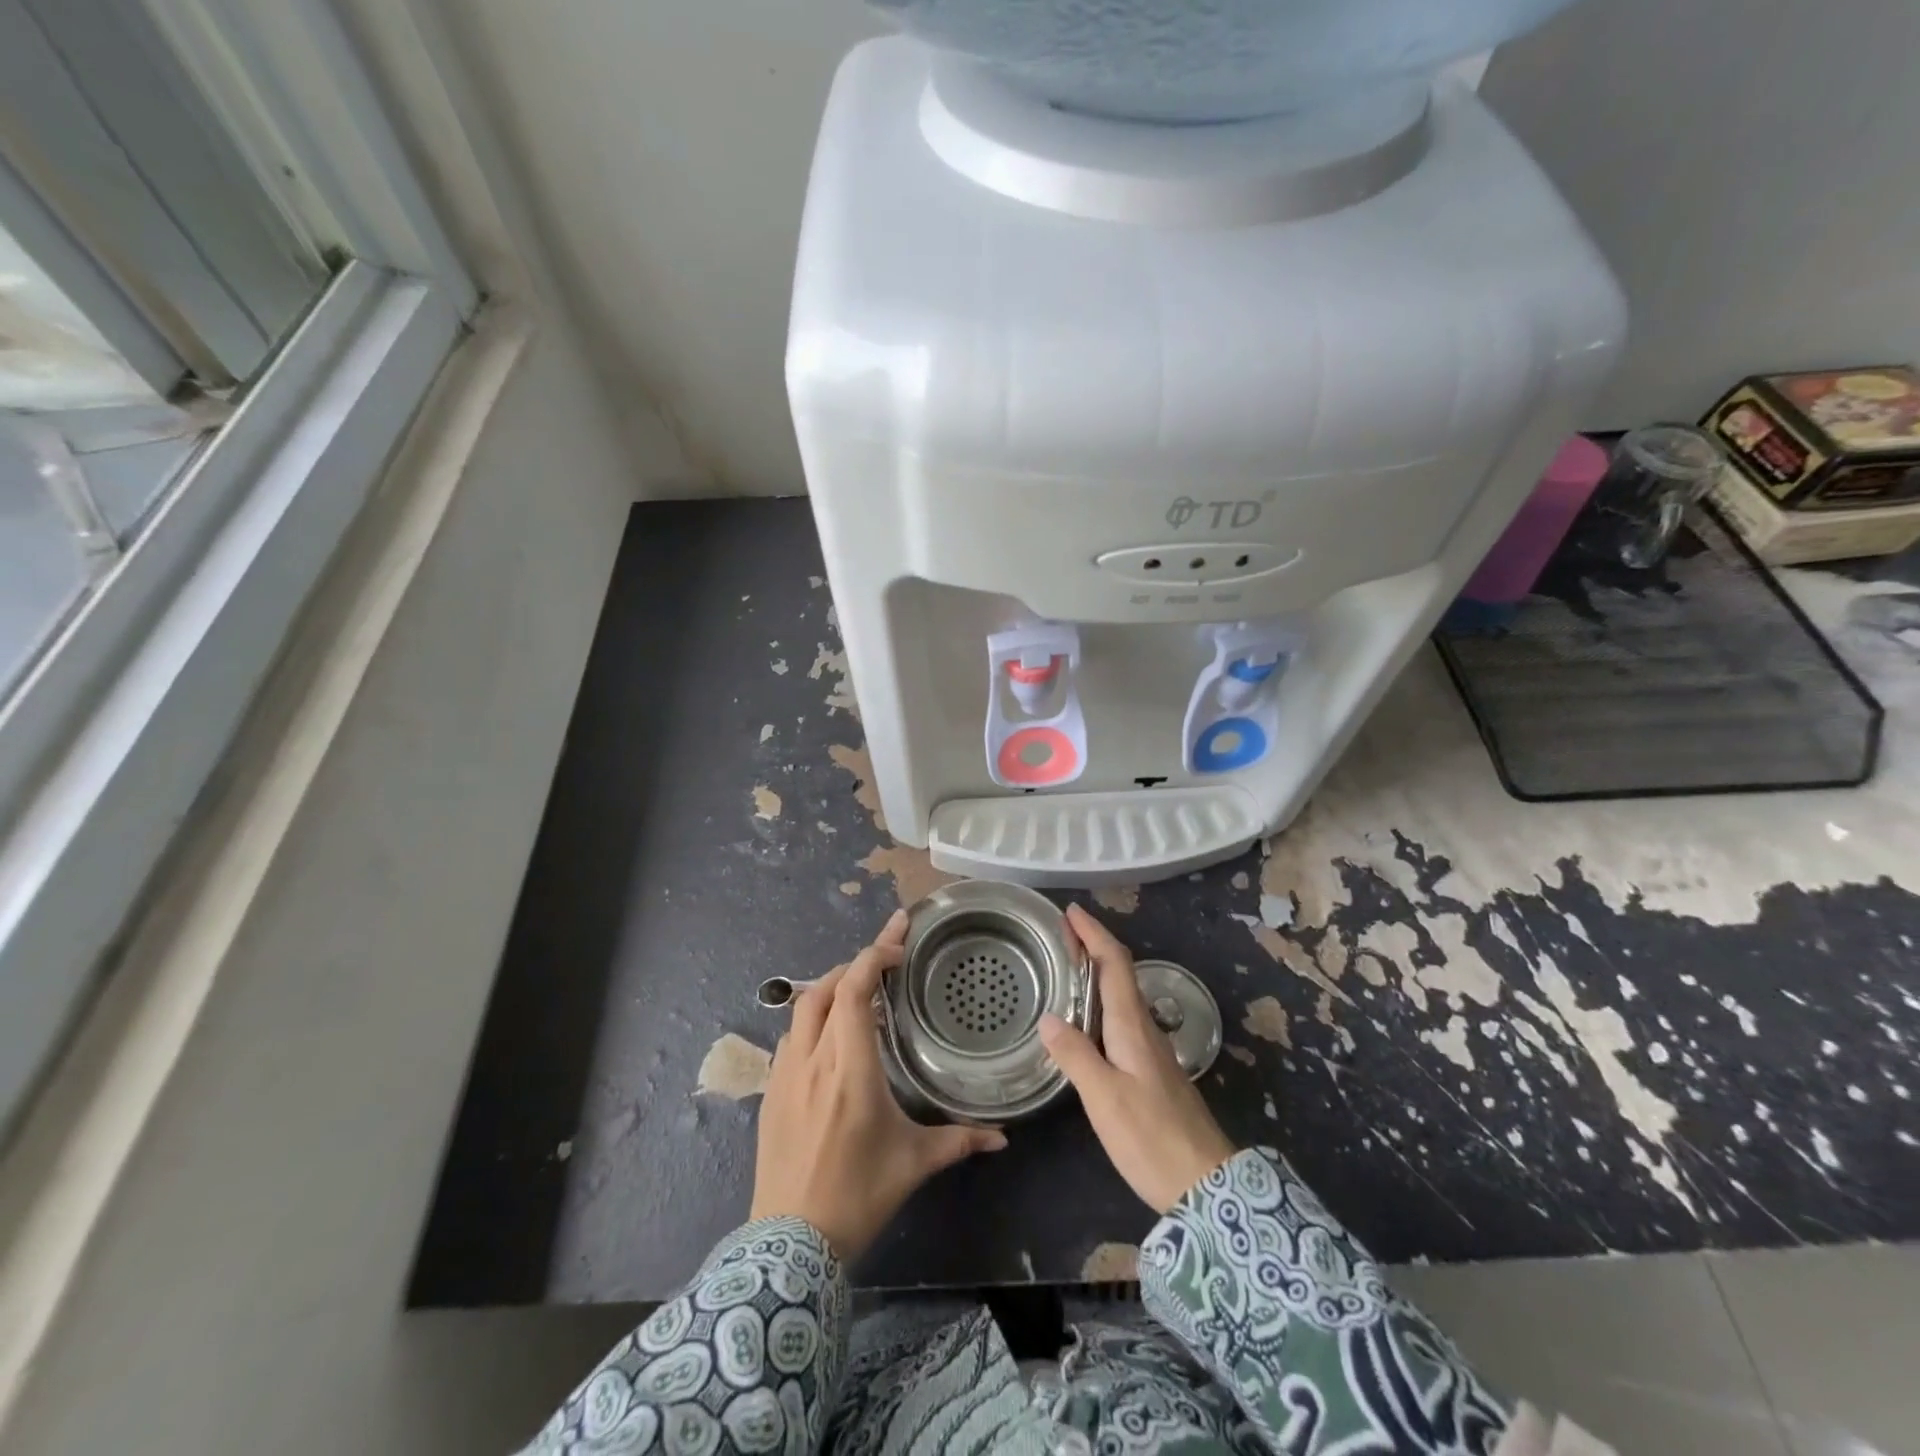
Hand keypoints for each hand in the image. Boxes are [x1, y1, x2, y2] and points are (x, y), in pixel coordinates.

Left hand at [750, 910, 1007, 1259]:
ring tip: (860, 989)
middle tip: (886, 958)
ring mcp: (785, 1074)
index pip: (853, 991)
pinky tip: (831, 1035)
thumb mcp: (913, 1164)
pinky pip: (791, 1036)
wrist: (789, 1244)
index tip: (897, 941)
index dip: (872, 956)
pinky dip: (813, 1018)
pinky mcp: (771, 1091)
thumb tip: (1002, 1137)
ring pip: (802, 1008)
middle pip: (825, 988)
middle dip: (855, 964)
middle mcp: (813, 1060)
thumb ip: (959, 1141)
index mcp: (851, 1069)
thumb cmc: (858, 1195)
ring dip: (831, 988)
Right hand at [1040, 904, 1236, 1214]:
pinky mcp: (1150, 1069)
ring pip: (1122, 995)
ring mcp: (1149, 1049)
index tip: (1072, 911)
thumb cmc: (1151, 1137)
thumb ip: (1075, 1055)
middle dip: (1093, 946)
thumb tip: (1048, 1018)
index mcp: (1131, 1026)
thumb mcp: (1104, 1097)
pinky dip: (1102, 1000)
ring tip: (1068, 965)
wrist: (1205, 1184)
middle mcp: (1143, 1028)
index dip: (1094, 934)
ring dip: (1098, 971)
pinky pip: (1122, 1017)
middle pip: (1119, 973)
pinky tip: (1087, 1017)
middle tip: (1062, 932)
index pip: (1114, 964)